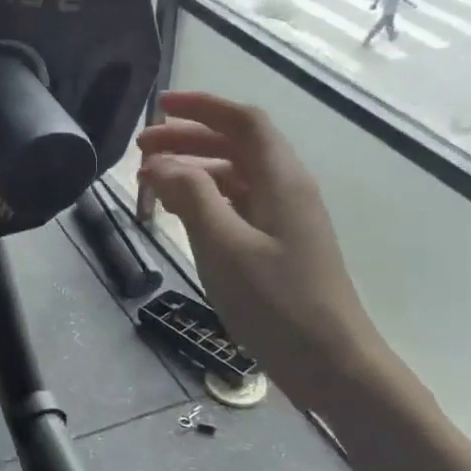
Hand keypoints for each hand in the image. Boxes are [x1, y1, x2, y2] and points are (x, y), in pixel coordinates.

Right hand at [137, 90, 390, 408]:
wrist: (331, 362)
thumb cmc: (277, 302)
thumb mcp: (224, 246)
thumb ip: (191, 197)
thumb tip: (161, 163)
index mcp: (281, 180)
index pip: (243, 122)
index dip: (202, 108)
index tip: (159, 107)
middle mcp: (287, 190)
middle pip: (236, 146)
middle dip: (187, 140)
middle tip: (139, 152)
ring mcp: (285, 220)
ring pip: (235, 177)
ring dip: (193, 172)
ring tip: (150, 184)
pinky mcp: (279, 246)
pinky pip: (238, 206)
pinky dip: (205, 200)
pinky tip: (180, 216)